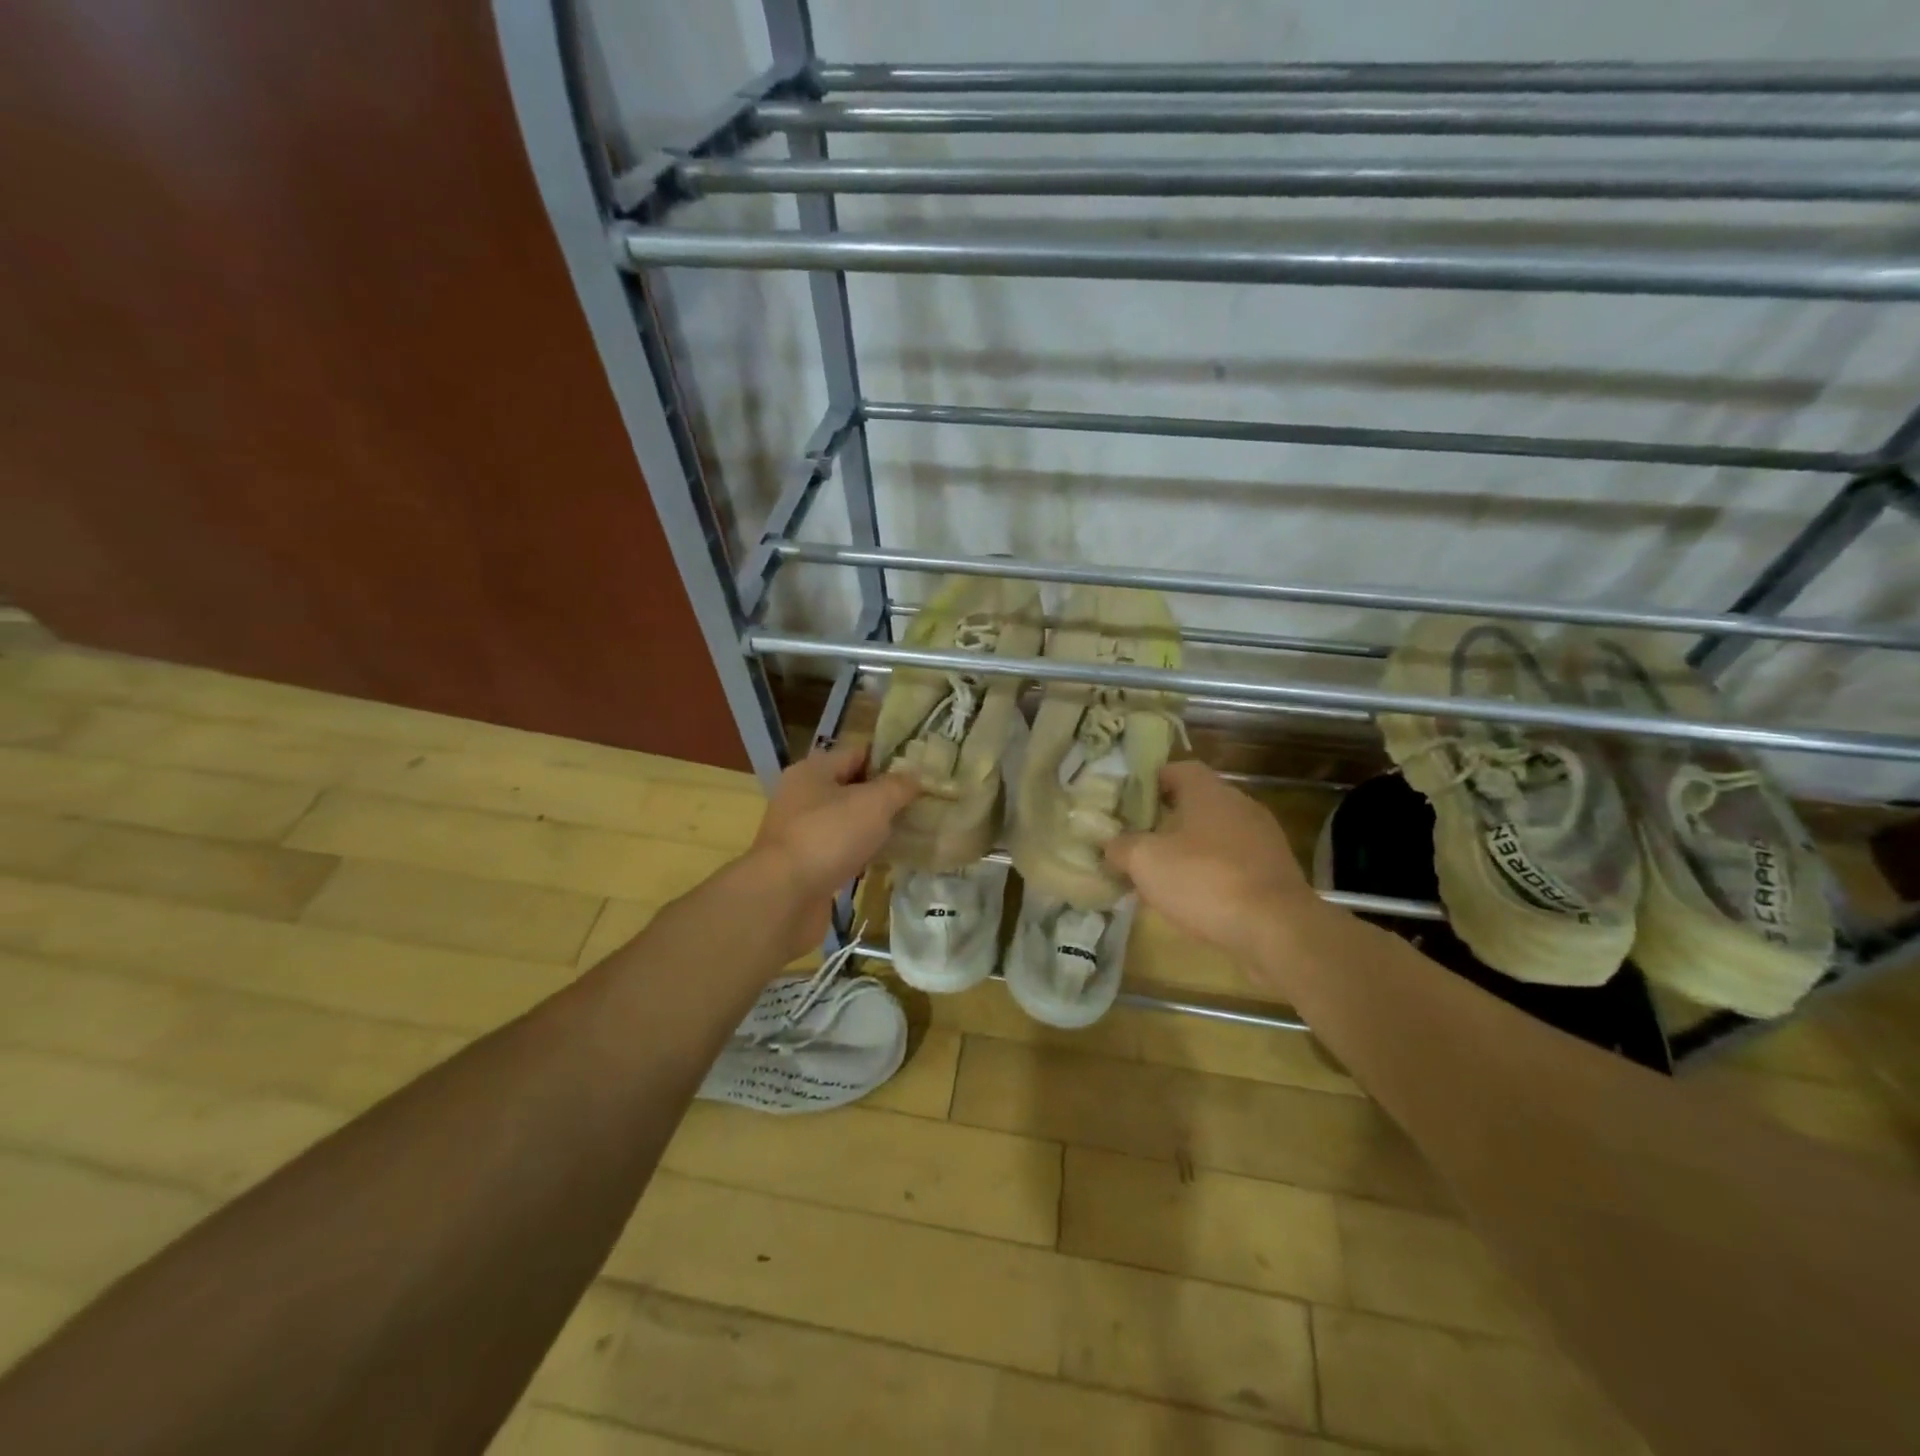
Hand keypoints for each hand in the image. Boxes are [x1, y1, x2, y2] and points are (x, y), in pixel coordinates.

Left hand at [747, 740, 920, 960]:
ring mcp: (801, 832)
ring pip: (847, 821)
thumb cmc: (828, 836)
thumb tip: (915, 777)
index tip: (921, 772)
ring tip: (910, 831)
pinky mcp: (805, 864)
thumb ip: (898, 786)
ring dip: (874, 827)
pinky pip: (840, 850)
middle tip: (921, 803)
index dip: (890, 760)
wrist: (784, 897)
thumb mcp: (873, 803)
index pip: (858, 753)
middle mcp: (802, 796)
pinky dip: (861, 853)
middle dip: (885, 796)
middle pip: (852, 787)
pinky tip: (886, 860)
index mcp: (814, 770)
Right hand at [1105, 761, 1330, 975]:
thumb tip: (1111, 845)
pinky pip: (1235, 863)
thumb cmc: (1205, 881)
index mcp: (1209, 791)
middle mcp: (1240, 805)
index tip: (1129, 803)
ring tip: (1163, 874)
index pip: (1178, 769)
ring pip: (1216, 834)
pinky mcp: (1276, 873)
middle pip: (1197, 802)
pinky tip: (1196, 899)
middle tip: (1139, 841)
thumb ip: (1121, 847)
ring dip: (1191, 849)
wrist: (1278, 930)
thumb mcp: (1145, 861)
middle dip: (1167, 819)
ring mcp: (1263, 839)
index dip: (1151, 781)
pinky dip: (1214, 874)